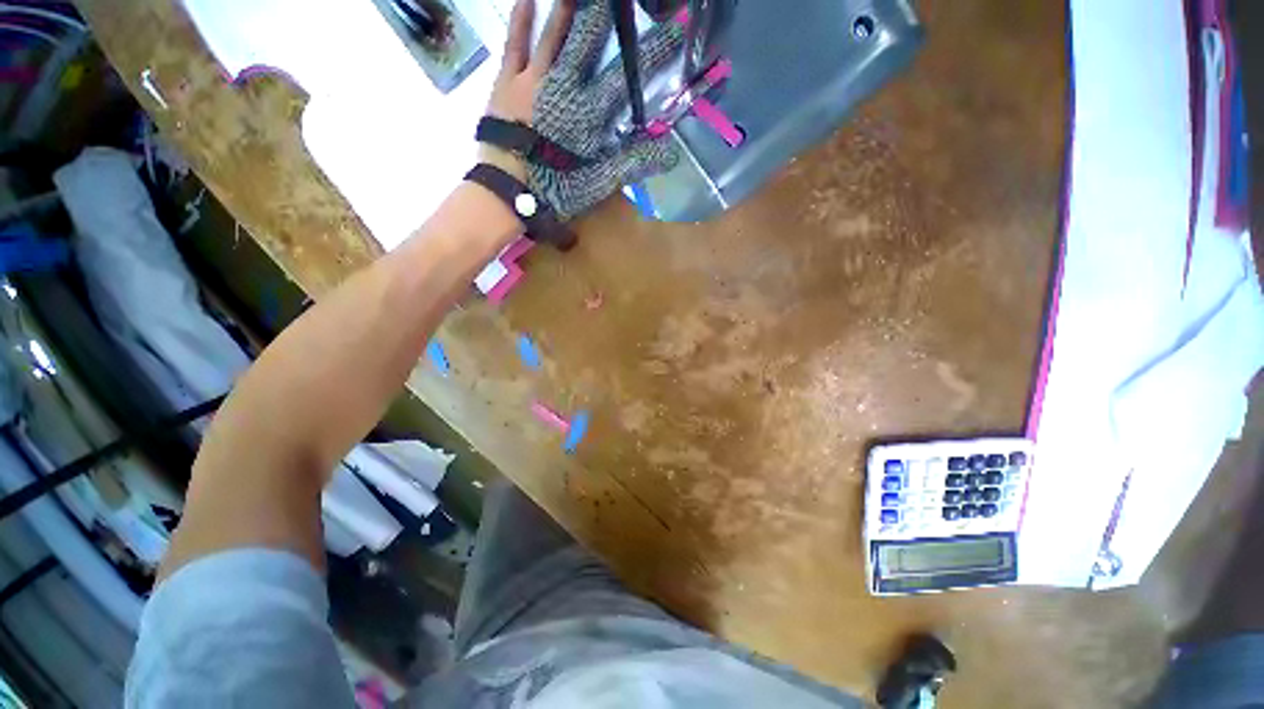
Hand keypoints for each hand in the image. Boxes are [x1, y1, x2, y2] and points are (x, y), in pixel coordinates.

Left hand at [480, 0, 683, 220]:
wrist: (506, 192)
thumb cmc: (555, 191)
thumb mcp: (598, 183)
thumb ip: (631, 164)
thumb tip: (670, 153)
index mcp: (589, 113)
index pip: (626, 77)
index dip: (651, 54)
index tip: (673, 31)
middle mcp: (564, 86)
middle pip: (590, 43)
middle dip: (607, 17)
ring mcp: (534, 80)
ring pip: (555, 35)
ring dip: (568, 8)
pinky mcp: (508, 81)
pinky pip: (516, 44)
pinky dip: (522, 20)